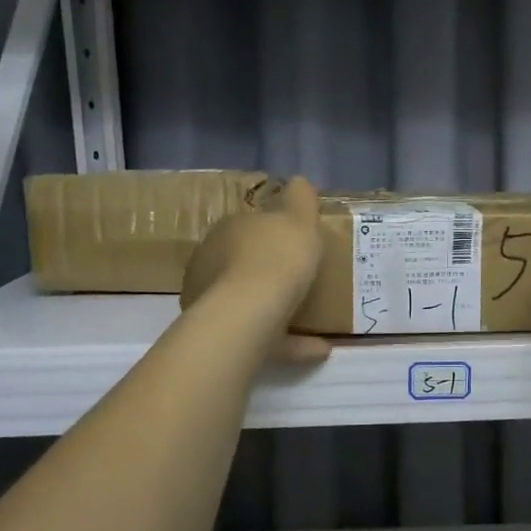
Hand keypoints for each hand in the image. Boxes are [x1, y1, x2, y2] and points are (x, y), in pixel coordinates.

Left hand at [180, 176, 329, 363]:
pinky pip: (264, 337)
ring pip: (249, 302)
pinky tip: (318, 348)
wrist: (249, 311)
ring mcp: (213, 302)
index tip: (297, 242)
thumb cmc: (276, 257)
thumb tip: (299, 181)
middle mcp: (212, 263)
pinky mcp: (225, 335)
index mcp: (228, 231)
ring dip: (277, 309)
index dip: (273, 232)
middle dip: (267, 270)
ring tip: (315, 321)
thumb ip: (300, 198)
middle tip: (302, 279)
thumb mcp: (298, 218)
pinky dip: (290, 342)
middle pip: (243, 263)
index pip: (249, 225)